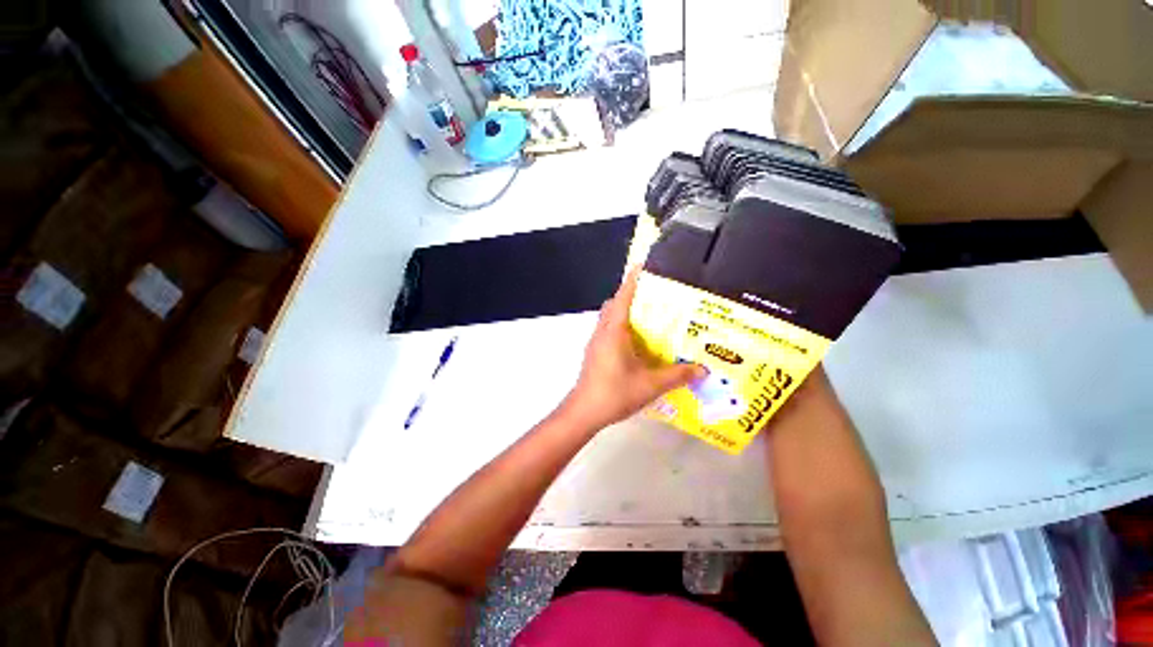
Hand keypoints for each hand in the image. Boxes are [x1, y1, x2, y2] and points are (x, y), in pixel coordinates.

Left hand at [560, 268, 705, 430]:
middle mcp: (602, 331)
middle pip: (614, 305)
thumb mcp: (651, 384)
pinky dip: (621, 329)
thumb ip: (677, 375)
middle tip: (654, 300)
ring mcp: (595, 342)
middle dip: (631, 297)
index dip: (633, 280)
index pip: (622, 297)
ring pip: (609, 319)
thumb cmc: (615, 392)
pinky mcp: (594, 353)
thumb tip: (703, 369)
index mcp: (614, 330)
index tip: (645, 267)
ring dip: (625, 314)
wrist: (584, 411)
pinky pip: (608, 332)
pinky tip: (637, 345)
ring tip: (649, 320)